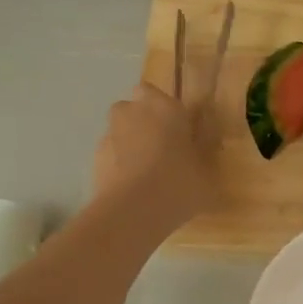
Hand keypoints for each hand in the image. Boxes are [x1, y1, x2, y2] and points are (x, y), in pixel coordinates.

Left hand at [91, 83, 216, 228]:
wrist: (133, 210)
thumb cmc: (180, 184)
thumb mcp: (208, 175)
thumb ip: (204, 157)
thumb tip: (203, 151)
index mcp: (165, 108)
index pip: (157, 93)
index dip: (164, 110)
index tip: (176, 129)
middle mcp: (133, 112)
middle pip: (132, 108)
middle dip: (142, 122)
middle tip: (160, 148)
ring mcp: (110, 134)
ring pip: (118, 131)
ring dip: (128, 143)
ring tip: (144, 172)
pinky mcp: (94, 158)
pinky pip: (109, 155)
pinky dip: (117, 165)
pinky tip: (130, 188)